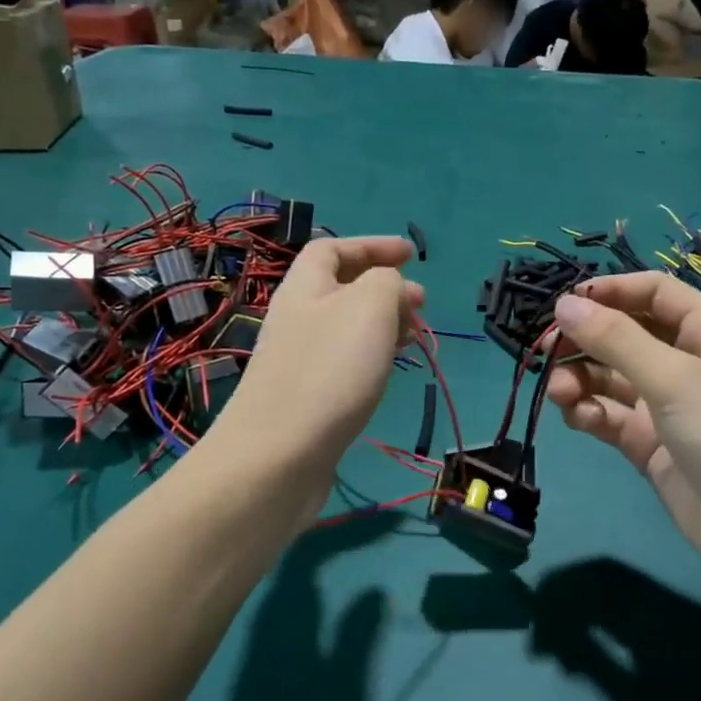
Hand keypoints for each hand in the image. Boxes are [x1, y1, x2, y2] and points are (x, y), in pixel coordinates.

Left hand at [210, 236, 422, 477]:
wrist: (278, 455)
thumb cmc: (328, 371)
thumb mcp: (368, 307)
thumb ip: (386, 282)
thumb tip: (393, 287)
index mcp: (305, 286)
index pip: (333, 249)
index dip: (372, 245)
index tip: (411, 254)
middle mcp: (298, 317)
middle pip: (341, 288)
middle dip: (385, 287)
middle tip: (422, 303)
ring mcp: (300, 359)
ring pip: (347, 327)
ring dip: (383, 323)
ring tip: (415, 337)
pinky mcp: (308, 395)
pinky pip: (345, 360)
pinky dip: (372, 355)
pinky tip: (388, 370)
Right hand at [545, 274, 700, 586]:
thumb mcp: (675, 380)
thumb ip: (616, 339)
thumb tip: (564, 303)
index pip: (655, 293)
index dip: (610, 291)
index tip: (563, 304)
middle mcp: (689, 363)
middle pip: (626, 335)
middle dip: (587, 340)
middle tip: (547, 352)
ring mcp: (669, 406)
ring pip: (612, 378)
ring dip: (581, 379)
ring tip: (560, 393)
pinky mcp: (652, 445)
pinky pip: (611, 417)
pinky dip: (590, 413)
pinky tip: (577, 418)